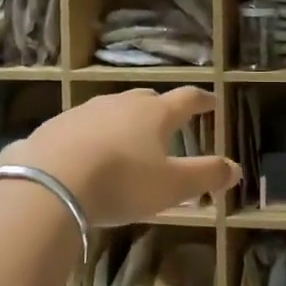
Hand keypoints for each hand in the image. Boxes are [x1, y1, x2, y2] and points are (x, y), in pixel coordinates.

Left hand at [0, 87, 240, 226]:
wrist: (49, 182)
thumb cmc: (121, 182)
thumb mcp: (171, 186)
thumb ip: (206, 176)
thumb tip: (236, 168)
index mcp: (155, 114)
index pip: (187, 99)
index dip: (202, 100)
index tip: (212, 101)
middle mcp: (121, 104)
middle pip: (147, 99)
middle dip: (160, 108)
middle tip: (168, 120)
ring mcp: (85, 111)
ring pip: (112, 109)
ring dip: (124, 120)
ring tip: (127, 139)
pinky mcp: (56, 126)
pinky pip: (82, 126)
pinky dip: (92, 135)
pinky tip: (87, 153)